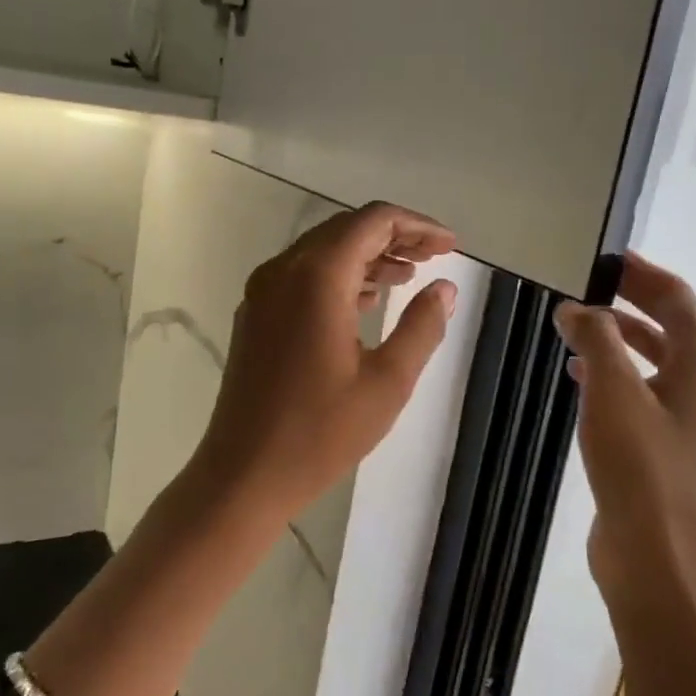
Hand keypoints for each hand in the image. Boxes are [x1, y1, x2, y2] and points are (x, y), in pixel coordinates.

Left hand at [191, 203, 458, 518]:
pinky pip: (302, 276)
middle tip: (435, 257)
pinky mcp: (255, 315)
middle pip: (345, 229)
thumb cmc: (320, 432)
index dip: (417, 226)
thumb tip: (445, 289)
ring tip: (408, 276)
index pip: (372, 222)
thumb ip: (422, 327)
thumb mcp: (387, 382)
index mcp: (316, 278)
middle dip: (394, 237)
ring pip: (322, 252)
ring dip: (367, 256)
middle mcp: (283, 271)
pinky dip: (340, 277)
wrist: (244, 474)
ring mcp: (263, 292)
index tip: (451, 246)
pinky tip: (367, 301)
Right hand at [554, 253, 695, 614]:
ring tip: (575, 323)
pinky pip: (642, 387)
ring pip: (655, 357)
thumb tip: (576, 306)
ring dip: (618, 335)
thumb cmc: (640, 464)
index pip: (676, 296)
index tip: (603, 255)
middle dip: (629, 299)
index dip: (640, 272)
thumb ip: (595, 336)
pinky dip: (615, 371)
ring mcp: (689, 414)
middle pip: (669, 322)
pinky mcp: (667, 441)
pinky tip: (580, 372)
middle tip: (585, 281)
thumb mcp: (613, 389)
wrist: (656, 553)